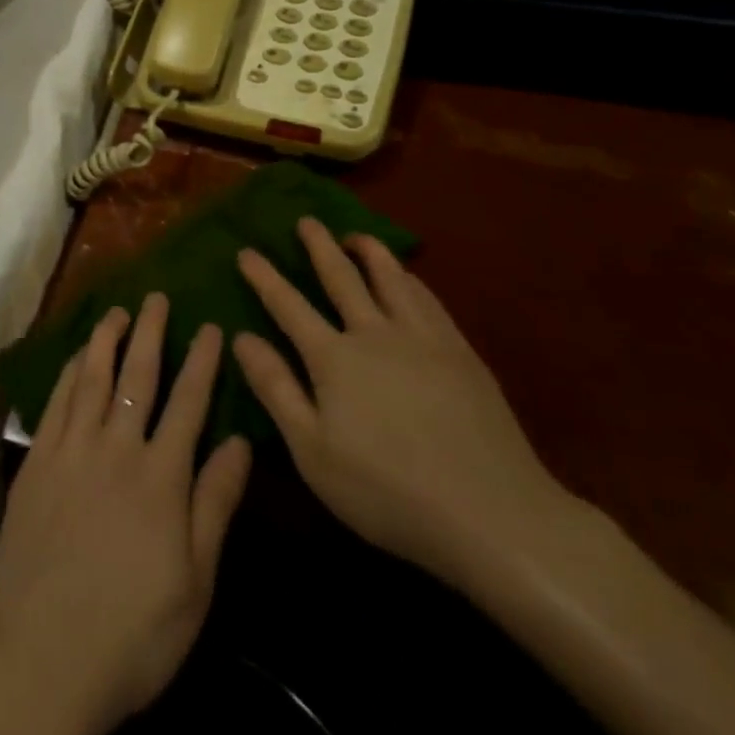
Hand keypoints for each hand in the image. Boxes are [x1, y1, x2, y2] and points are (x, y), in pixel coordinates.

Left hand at [0, 294, 252, 734]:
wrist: (41, 654)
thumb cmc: (132, 631)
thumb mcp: (195, 581)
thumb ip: (216, 504)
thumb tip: (241, 442)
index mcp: (161, 476)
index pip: (188, 403)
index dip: (200, 362)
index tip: (209, 327)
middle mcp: (115, 448)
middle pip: (136, 377)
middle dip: (151, 333)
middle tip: (158, 297)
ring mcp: (70, 451)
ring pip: (91, 378)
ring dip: (106, 340)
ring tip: (117, 312)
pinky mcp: (36, 462)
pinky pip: (55, 402)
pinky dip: (68, 372)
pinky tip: (74, 357)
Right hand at [231, 219, 572, 583]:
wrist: (492, 514)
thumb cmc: (387, 491)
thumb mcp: (312, 450)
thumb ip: (276, 389)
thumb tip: (241, 338)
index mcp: (334, 358)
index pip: (288, 306)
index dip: (264, 277)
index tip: (246, 251)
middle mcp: (375, 334)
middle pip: (341, 278)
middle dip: (319, 246)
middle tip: (306, 220)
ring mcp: (423, 339)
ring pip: (390, 278)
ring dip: (369, 251)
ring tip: (356, 236)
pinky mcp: (461, 353)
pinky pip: (428, 299)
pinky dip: (409, 278)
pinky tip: (408, 278)